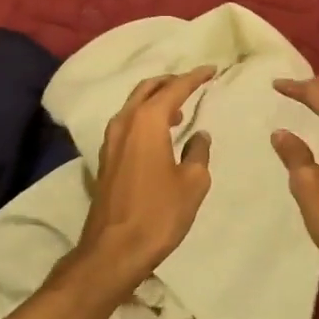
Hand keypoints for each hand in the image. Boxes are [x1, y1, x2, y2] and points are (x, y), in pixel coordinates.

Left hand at [74, 68, 215, 287]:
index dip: (194, 77)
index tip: (211, 70)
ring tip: (180, 107)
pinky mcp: (107, 157)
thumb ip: (198, 152)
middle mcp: (125, 122)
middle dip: (171, 82)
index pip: (174, 88)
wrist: (114, 248)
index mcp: (147, 121)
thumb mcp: (192, 183)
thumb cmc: (158, 213)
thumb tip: (199, 135)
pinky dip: (145, 116)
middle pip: (148, 88)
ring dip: (156, 99)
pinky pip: (128, 122)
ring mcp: (111, 139)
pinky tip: (160, 132)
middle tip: (193, 83)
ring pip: (134, 104)